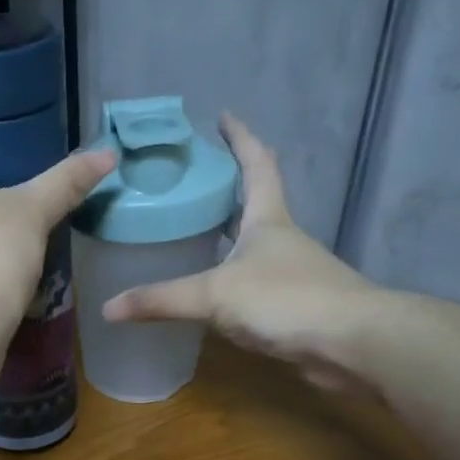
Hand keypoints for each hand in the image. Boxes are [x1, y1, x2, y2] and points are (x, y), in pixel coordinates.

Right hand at [102, 114, 393, 391]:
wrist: (352, 344)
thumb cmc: (286, 300)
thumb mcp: (215, 294)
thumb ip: (161, 299)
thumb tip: (107, 308)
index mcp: (267, 219)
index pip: (256, 164)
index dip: (240, 138)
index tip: (223, 116)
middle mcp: (280, 239)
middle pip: (253, 202)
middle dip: (226, 187)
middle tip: (190, 179)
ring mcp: (289, 273)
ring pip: (250, 245)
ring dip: (226, 235)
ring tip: (188, 232)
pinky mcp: (290, 306)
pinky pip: (250, 283)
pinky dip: (228, 278)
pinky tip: (207, 290)